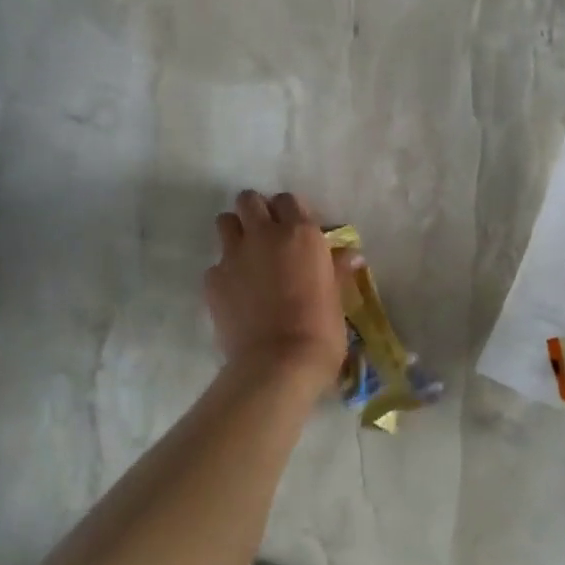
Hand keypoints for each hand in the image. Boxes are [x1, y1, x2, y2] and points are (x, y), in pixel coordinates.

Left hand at [204, 191, 350, 389]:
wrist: (279, 364)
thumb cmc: (321, 330)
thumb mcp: (338, 297)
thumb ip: (338, 270)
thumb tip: (352, 255)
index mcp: (301, 234)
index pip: (289, 200)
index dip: (291, 212)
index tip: (296, 231)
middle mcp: (265, 234)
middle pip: (249, 200)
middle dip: (256, 211)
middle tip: (267, 235)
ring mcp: (233, 255)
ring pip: (225, 222)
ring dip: (236, 232)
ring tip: (248, 257)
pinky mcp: (212, 280)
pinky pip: (216, 264)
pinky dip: (226, 273)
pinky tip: (237, 294)